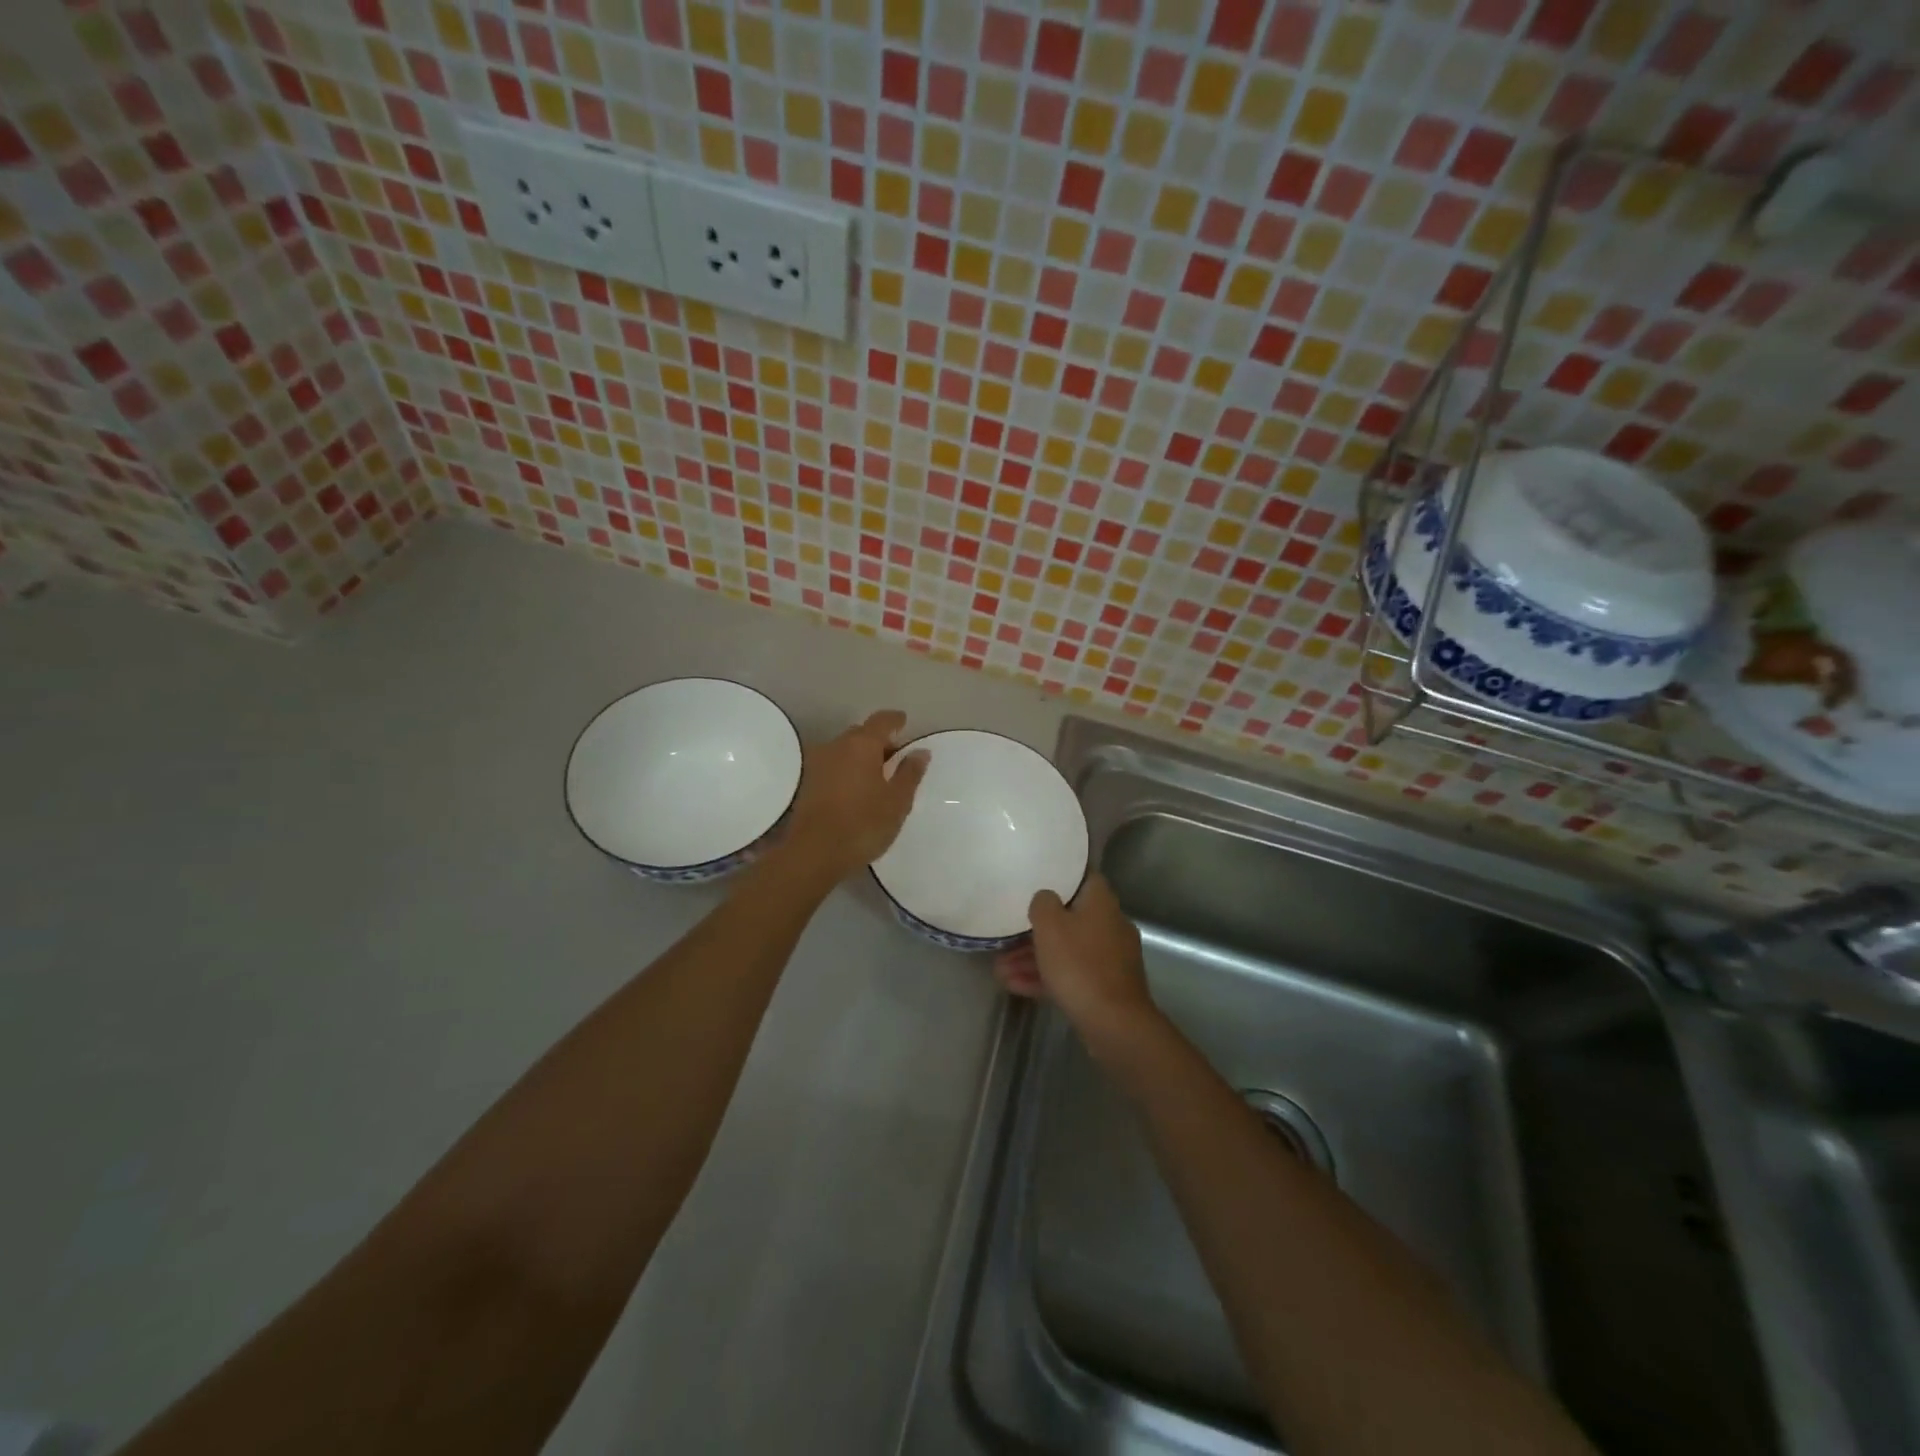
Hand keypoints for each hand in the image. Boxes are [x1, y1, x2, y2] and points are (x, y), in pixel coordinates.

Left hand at [787, 710, 928, 876]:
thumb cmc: (863, 824)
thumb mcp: (897, 801)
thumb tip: (920, 751)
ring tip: (878, 777)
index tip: (905, 724)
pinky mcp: (808, 783)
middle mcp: (837, 746)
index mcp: (862, 745)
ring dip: (862, 756)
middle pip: (861, 733)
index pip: (882, 720)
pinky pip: (834, 766)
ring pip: (845, 750)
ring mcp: (818, 763)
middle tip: (896, 757)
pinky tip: (857, 789)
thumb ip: (910, 773)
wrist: (814, 853)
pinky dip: (848, 770)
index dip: (896, 720)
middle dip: (879, 740)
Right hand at [994, 873, 1156, 1046]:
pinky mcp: (1106, 986)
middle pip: (1069, 919)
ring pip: (1067, 950)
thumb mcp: (1050, 926)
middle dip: (1036, 930)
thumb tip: (1045, 898)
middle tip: (1007, 938)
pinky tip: (1015, 986)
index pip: (1083, 877)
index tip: (1036, 881)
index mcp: (1101, 902)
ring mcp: (1110, 958)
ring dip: (1034, 958)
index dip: (1059, 877)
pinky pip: (1072, 974)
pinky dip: (1047, 977)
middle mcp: (1110, 925)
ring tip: (1001, 970)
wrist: (1115, 1023)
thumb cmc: (1079, 964)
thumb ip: (1042, 903)